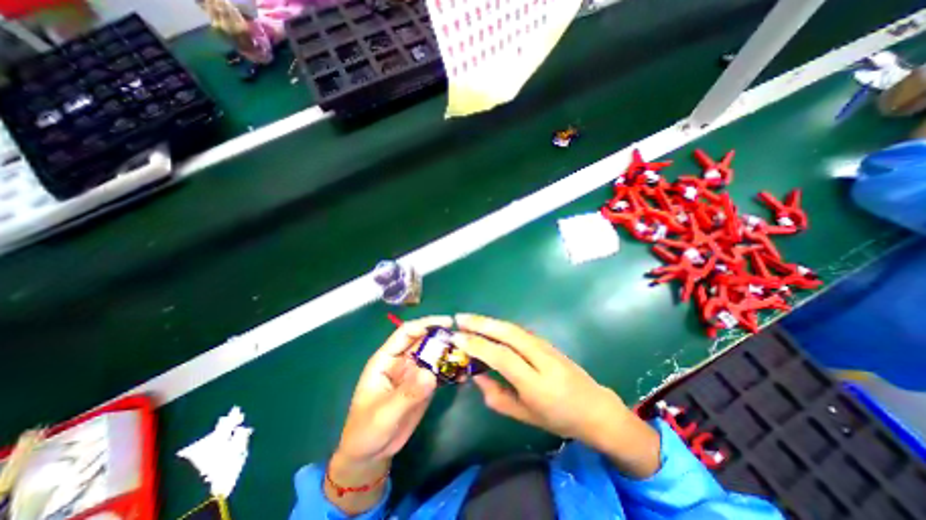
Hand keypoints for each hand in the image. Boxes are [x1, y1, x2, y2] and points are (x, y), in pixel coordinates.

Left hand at [328, 316, 454, 513]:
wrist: (371, 453)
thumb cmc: (367, 430)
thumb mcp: (384, 414)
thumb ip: (406, 394)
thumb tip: (430, 374)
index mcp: (387, 358)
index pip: (406, 332)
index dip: (425, 324)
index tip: (447, 323)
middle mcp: (403, 360)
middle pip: (424, 340)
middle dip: (443, 337)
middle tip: (464, 340)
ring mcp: (415, 372)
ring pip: (434, 354)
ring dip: (450, 352)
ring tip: (469, 355)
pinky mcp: (424, 384)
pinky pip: (440, 371)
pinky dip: (451, 370)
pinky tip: (464, 374)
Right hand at [454, 314, 657, 478]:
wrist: (595, 408)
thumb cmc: (559, 418)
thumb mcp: (525, 416)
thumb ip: (497, 396)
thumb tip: (475, 375)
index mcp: (536, 383)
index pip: (502, 357)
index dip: (478, 346)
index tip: (457, 338)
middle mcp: (541, 359)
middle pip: (508, 333)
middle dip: (481, 323)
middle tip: (458, 319)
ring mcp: (546, 347)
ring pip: (513, 328)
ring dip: (489, 321)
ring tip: (468, 319)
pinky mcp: (546, 342)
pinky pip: (519, 330)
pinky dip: (500, 325)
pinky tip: (489, 326)